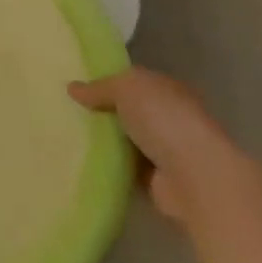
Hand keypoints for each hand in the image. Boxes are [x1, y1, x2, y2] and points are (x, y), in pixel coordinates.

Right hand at [70, 67, 242, 224]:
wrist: (195, 177)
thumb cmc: (164, 120)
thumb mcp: (126, 88)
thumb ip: (100, 87)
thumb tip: (73, 88)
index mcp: (168, 90)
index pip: (135, 81)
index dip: (109, 81)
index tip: (78, 86)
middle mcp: (169, 118)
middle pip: (129, 111)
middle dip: (103, 112)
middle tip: (66, 110)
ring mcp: (165, 151)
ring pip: (126, 140)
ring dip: (105, 141)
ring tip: (67, 136)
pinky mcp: (157, 180)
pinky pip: (125, 168)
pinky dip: (109, 166)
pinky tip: (83, 161)